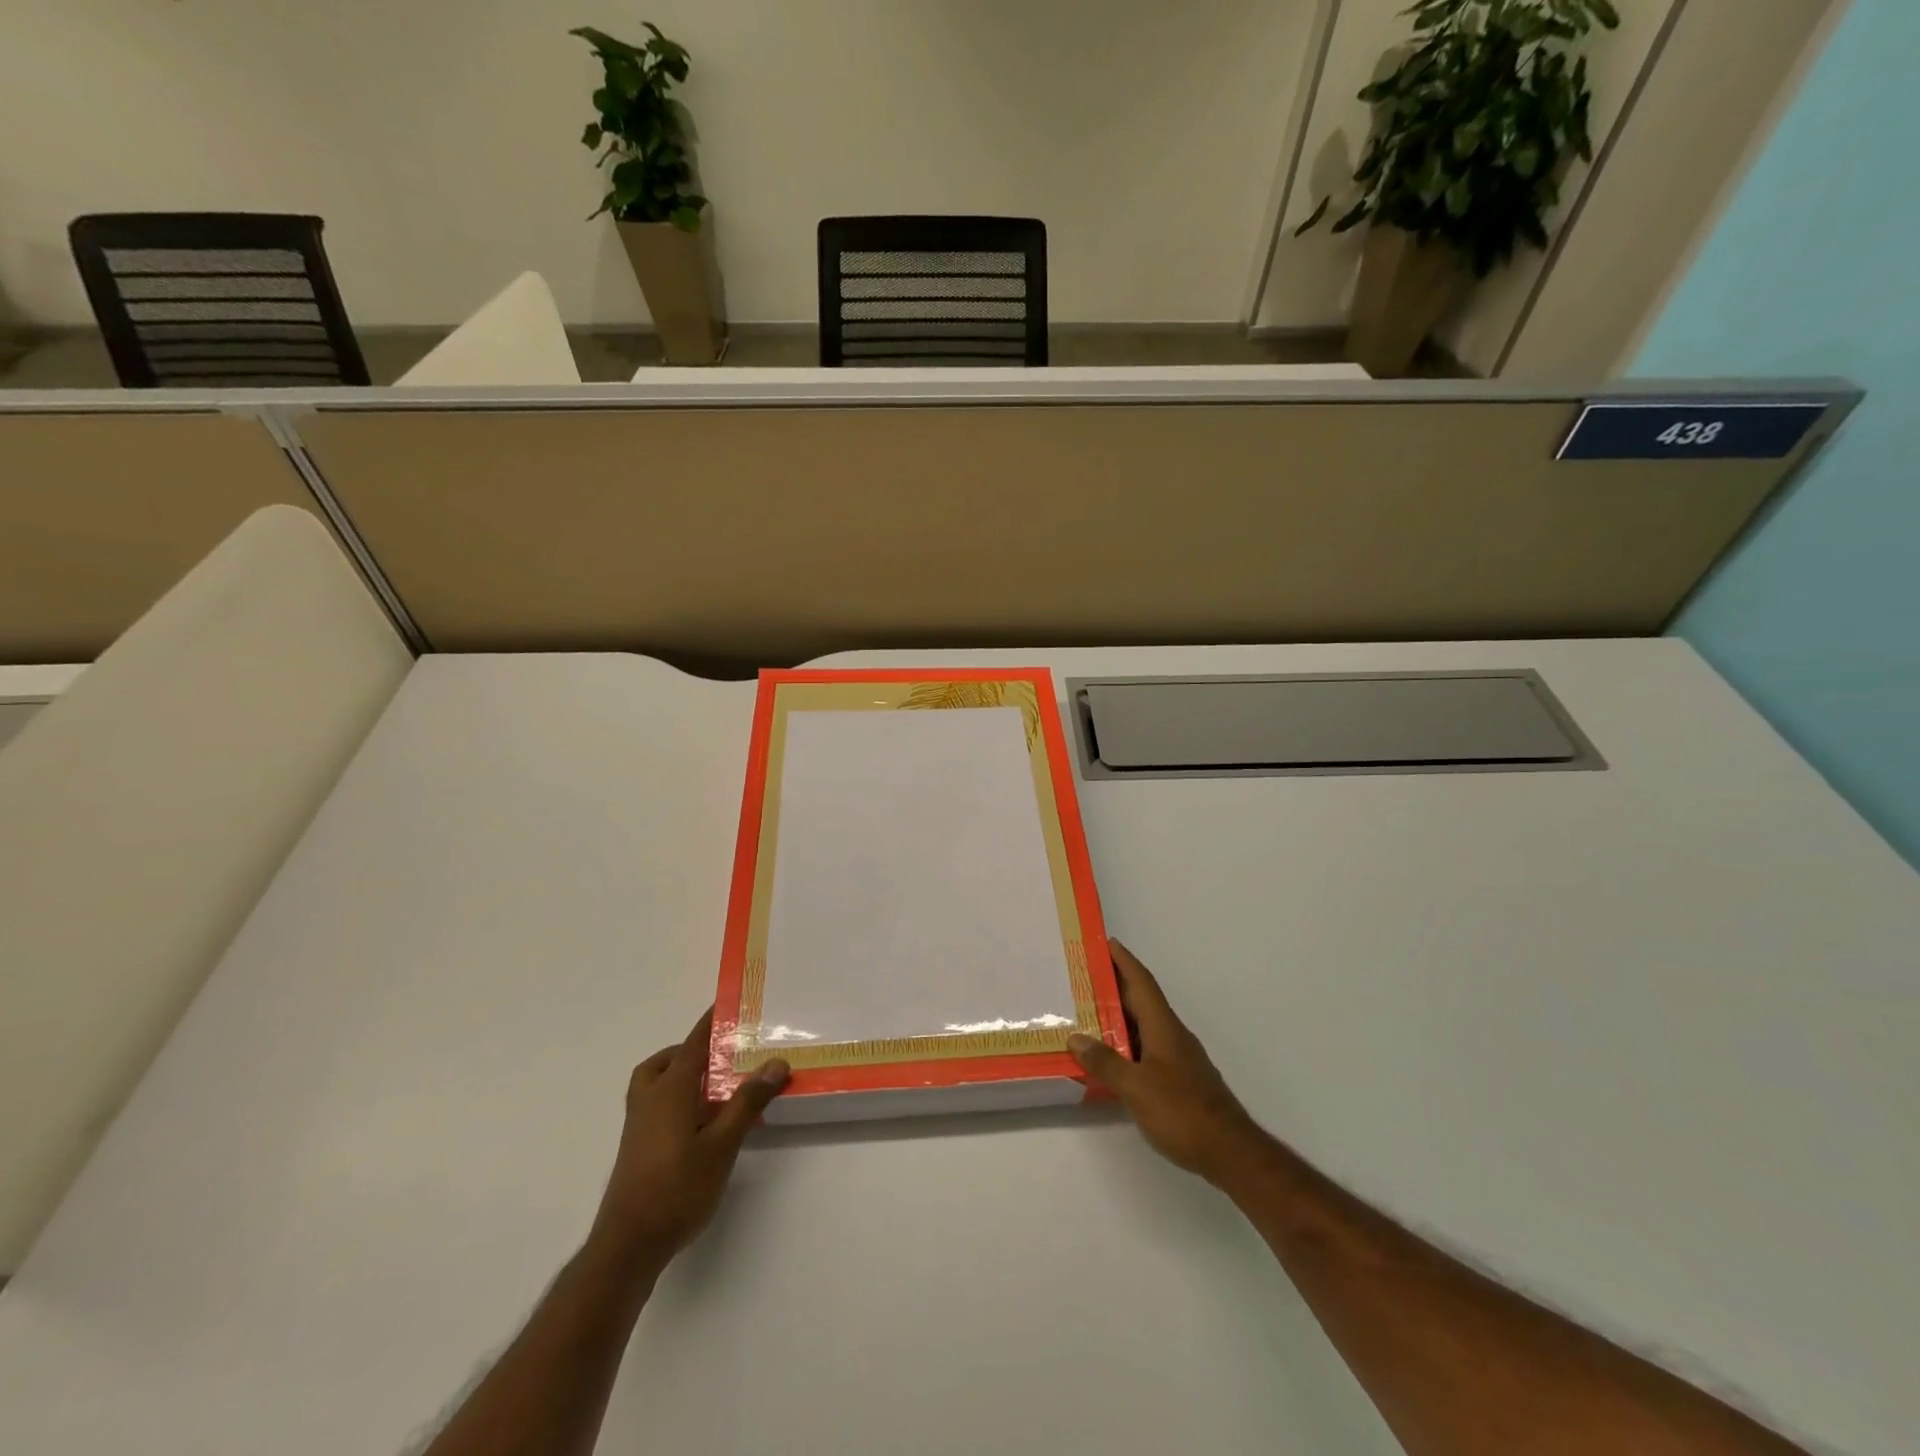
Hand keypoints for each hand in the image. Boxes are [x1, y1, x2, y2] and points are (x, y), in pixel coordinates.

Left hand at [590, 1008, 789, 1272]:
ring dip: (682, 1076)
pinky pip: (657, 1106)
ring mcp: (639, 1126)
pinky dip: (677, 1099)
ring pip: (656, 1085)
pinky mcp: (638, 1148)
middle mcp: (650, 1100)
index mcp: (669, 1090)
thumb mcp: (722, 1144)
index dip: (710, 1023)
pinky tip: (702, 1124)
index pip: (693, 1044)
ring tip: (716, 1088)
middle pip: (667, 1061)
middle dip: (692, 1051)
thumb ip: (748, 1101)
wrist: (629, 1245)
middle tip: (724, 1055)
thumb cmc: (678, 1188)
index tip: (728, 1005)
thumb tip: (775, 1061)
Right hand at [1069, 940, 1263, 1185]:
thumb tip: (1076, 1037)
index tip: (1106, 942)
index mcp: (1163, 1026)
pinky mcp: (1179, 1080)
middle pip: (1142, 1001)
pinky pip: (1147, 1049)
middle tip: (1083, 978)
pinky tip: (1110, 1057)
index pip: (1142, 982)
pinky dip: (1126, 1044)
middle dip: (1115, 986)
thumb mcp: (1136, 1087)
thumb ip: (1105, 1062)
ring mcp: (1178, 1058)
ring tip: (1087, 1014)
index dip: (1124, 960)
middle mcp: (1172, 1035)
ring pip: (1143, 1026)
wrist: (1229, 1152)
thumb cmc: (1182, 1111)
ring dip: (1118, 1017)